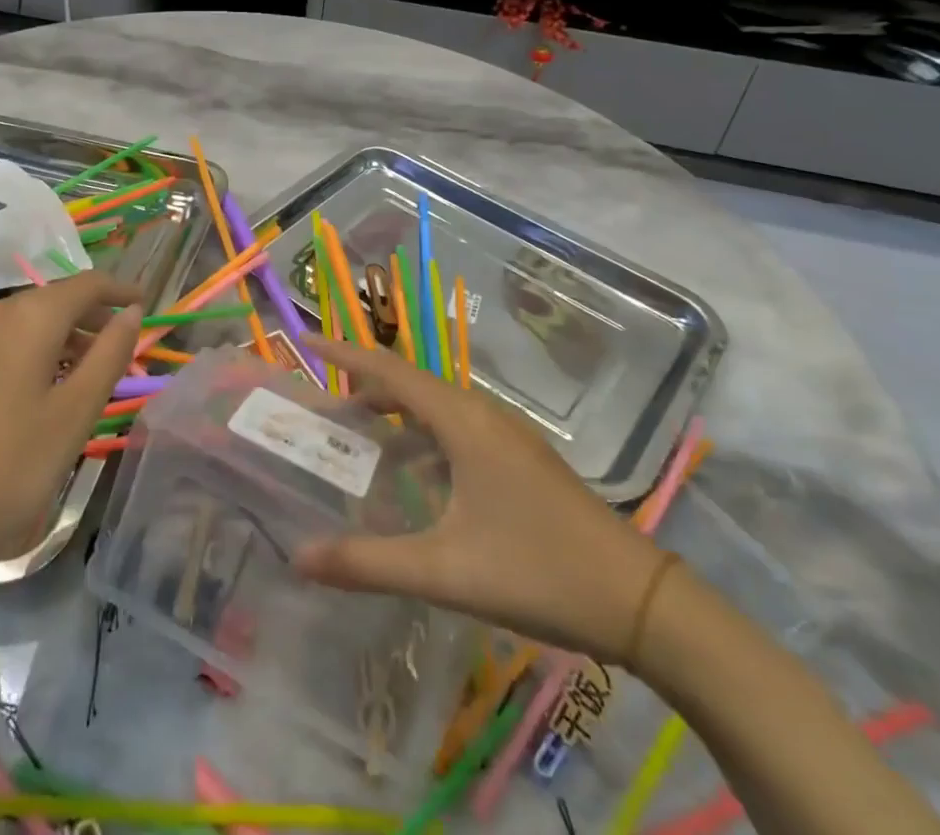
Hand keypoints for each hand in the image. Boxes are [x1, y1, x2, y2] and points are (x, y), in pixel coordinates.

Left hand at [0, 272, 142, 563]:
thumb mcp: (75, 412)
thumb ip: (110, 354)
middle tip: (117, 347)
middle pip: (52, 301)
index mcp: (29, 317)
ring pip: (22, 324)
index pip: (87, 284)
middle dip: (89, 318)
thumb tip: (131, 312)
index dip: (120, 290)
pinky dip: (26, 354)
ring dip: (58, 339)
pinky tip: (31, 394)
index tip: (145, 303)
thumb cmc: (9, 466)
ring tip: (80, 375)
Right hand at [294, 336, 669, 667]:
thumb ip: (368, 563)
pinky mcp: (521, 460)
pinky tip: (416, 479)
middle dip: (363, 390)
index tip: (305, 340)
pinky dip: (423, 439)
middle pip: (410, 385)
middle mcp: (482, 414)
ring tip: (359, 440)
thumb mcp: (445, 571)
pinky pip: (457, 431)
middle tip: (323, 410)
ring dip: (395, 416)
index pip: (388, 371)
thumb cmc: (538, 571)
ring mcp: (506, 436)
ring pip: (436, 409)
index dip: (344, 354)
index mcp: (462, 421)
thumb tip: (299, 557)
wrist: (640, 600)